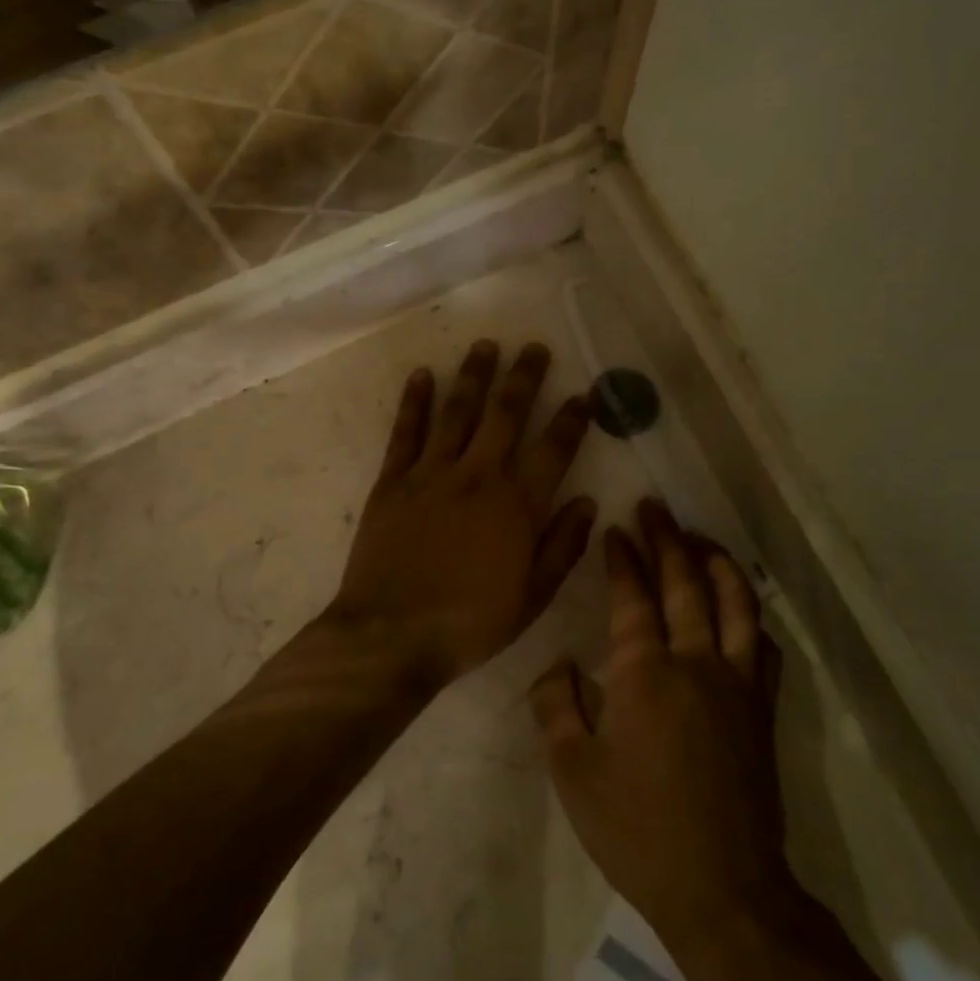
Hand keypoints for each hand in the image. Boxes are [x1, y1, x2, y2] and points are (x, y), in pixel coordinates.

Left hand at [331, 341, 598, 692]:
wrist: (392, 635)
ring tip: (486, 346)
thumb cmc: (469, 623)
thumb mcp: (531, 597)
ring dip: (474, 376)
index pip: (553, 449)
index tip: (584, 394)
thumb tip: (587, 502)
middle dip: (524, 378)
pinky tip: (423, 375)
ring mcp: (431, 474)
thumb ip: (562, 546)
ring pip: (458, 412)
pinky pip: (406, 432)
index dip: (572, 419)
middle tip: (535, 348)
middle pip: (506, 415)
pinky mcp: (393, 481)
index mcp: (516, 505)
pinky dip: (414, 402)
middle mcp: (477, 476)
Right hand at [532, 501, 790, 953]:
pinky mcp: (762, 710)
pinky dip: (750, 615)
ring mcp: (737, 684)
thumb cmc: (637, 829)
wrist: (723, 890)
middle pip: (686, 583)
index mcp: (645, 673)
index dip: (623, 558)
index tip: (615, 531)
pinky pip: (764, 645)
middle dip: (668, 539)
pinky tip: (740, 608)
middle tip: (655, 508)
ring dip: (716, 563)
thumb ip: (556, 707)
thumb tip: (558, 665)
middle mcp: (696, 662)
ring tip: (700, 539)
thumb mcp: (572, 772)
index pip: (633, 596)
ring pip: (736, 603)